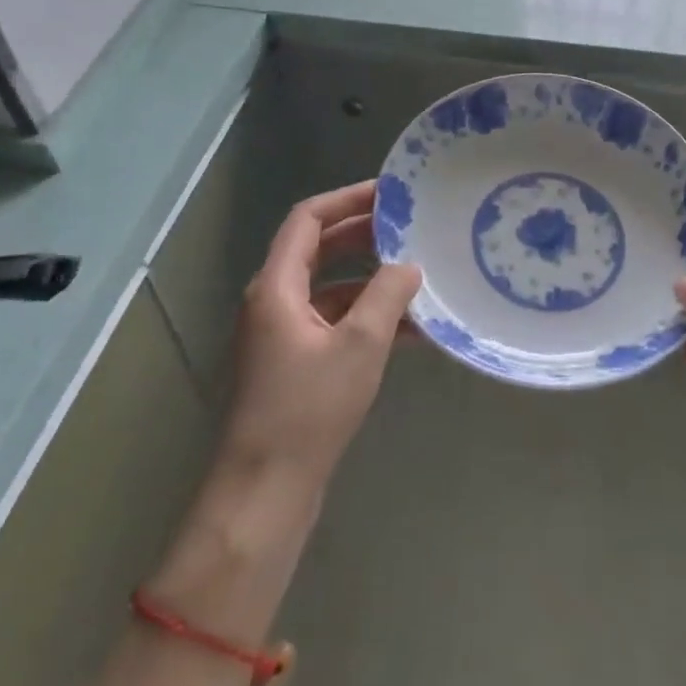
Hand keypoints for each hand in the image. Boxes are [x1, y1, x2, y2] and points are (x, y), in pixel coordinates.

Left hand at [220, 180, 421, 491]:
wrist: (266, 492)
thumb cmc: (308, 409)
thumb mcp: (360, 344)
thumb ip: (387, 295)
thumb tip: (409, 265)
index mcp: (276, 287)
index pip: (308, 219)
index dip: (347, 199)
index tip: (390, 193)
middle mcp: (274, 302)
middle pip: (319, 249)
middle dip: (365, 235)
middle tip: (410, 227)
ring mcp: (283, 334)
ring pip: (331, 287)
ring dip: (372, 279)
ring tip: (419, 275)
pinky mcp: (296, 362)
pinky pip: (335, 321)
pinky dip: (368, 317)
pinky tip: (412, 329)